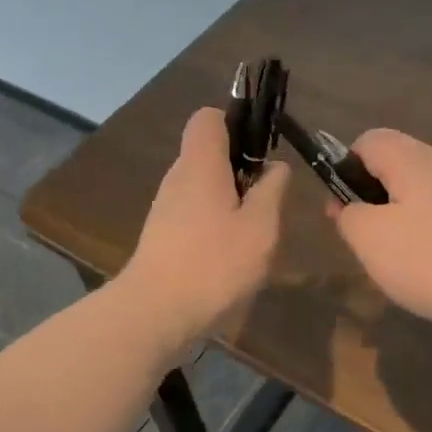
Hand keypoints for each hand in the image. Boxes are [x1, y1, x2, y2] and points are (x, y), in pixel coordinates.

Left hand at [122, 108, 289, 352]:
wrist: (156, 314)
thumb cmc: (214, 264)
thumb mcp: (260, 228)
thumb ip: (271, 191)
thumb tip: (275, 167)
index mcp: (200, 164)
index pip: (209, 117)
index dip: (237, 124)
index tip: (260, 153)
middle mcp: (178, 178)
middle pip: (209, 154)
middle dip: (241, 170)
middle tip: (267, 202)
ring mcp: (165, 208)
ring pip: (203, 188)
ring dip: (230, 203)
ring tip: (253, 236)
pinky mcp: (162, 237)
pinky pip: (194, 215)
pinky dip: (214, 226)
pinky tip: (230, 258)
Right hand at [328, 129, 431, 351]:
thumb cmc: (429, 259)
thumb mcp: (368, 238)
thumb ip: (348, 215)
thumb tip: (350, 207)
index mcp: (412, 160)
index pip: (369, 140)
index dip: (345, 168)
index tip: (343, 209)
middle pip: (395, 167)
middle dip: (371, 199)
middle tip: (365, 240)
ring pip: (418, 196)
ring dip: (398, 223)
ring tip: (394, 262)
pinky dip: (426, 238)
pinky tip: (427, 272)